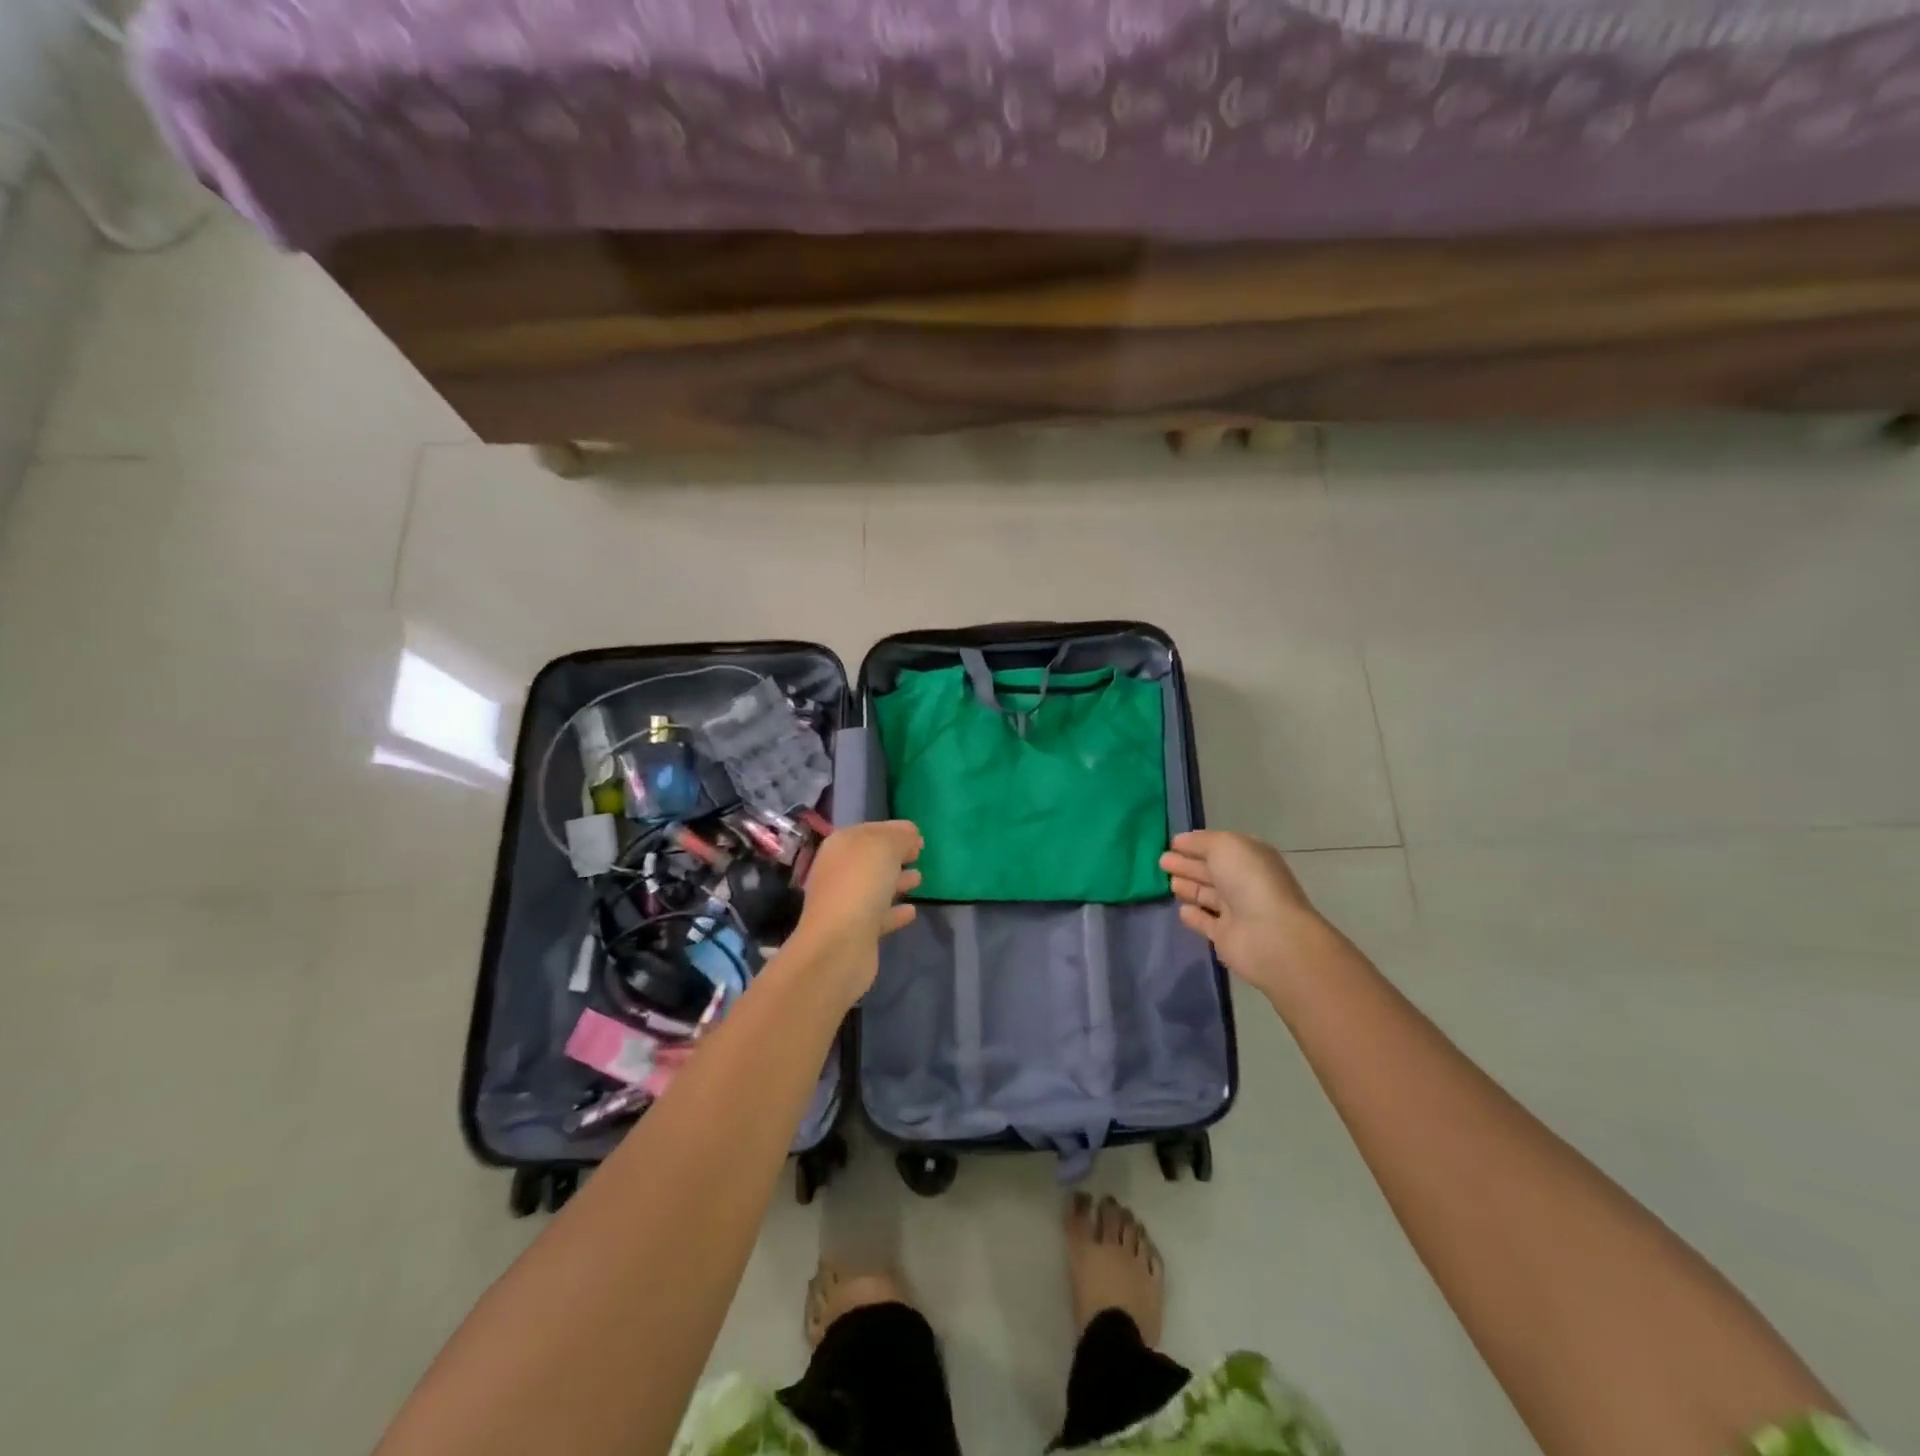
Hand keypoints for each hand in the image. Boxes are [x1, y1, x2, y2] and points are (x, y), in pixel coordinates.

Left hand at [790, 820, 922, 1002]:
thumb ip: (900, 837)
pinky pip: (879, 915)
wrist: (839, 945)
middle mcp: (838, 871)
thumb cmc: (860, 884)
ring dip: (896, 881)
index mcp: (841, 845)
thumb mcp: (884, 847)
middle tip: (918, 855)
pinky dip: (894, 912)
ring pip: (875, 886)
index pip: (870, 830)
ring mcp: (845, 902)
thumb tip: (911, 836)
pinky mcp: (856, 931)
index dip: (894, 830)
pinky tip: (911, 911)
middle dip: (895, 856)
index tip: (918, 836)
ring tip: (919, 879)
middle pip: (871, 859)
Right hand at [1160, 830, 1329, 1001]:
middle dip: (1187, 864)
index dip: (1195, 844)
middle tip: (1161, 861)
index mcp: (1250, 857)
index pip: (1219, 847)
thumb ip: (1201, 841)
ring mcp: (1236, 911)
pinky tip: (1181, 910)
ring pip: (1207, 895)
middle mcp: (1244, 882)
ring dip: (1188, 887)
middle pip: (1211, 870)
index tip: (1171, 843)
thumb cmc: (1249, 881)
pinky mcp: (1226, 936)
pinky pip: (1206, 922)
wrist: (1270, 934)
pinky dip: (1194, 916)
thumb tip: (1181, 841)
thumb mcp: (1224, 846)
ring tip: (1166, 882)